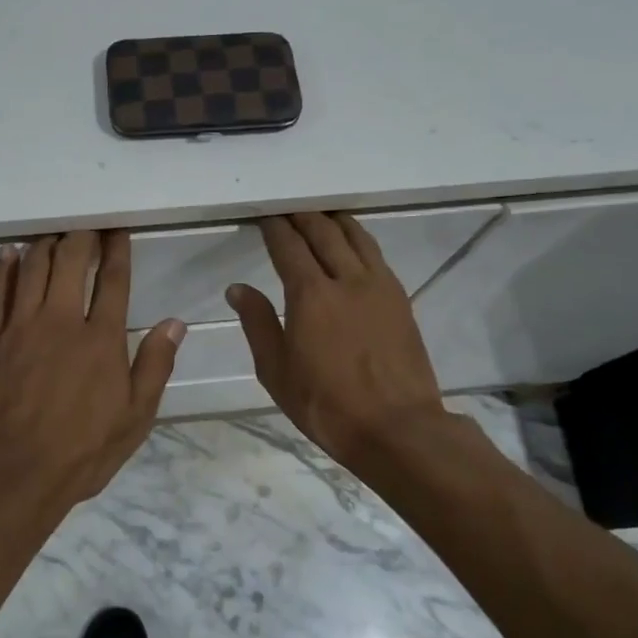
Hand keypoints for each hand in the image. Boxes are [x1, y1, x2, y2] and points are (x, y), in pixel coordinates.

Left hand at [0, 230, 183, 510]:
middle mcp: (62, 321)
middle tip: (87, 225)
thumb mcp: (135, 417)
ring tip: (55, 233)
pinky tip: (11, 252)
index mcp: (102, 339)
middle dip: (81, 236)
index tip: (118, 230)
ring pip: (34, 268)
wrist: (14, 472)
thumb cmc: (83, 449)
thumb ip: (155, 366)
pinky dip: (6, 267)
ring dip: (46, 244)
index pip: (113, 280)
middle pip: (70, 261)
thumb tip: (174, 323)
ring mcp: (23, 326)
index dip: (117, 250)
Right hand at [228, 213, 446, 466]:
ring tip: (321, 214)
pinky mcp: (400, 298)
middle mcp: (346, 279)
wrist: (398, 428)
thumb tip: (237, 288)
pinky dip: (359, 238)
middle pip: (323, 232)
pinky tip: (353, 243)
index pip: (288, 246)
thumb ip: (258, 323)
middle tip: (288, 208)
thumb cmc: (327, 405)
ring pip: (355, 237)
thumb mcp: (276, 371)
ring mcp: (378, 286)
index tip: (265, 217)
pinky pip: (376, 254)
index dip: (274, 228)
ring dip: (334, 220)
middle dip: (303, 216)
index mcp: (310, 295)